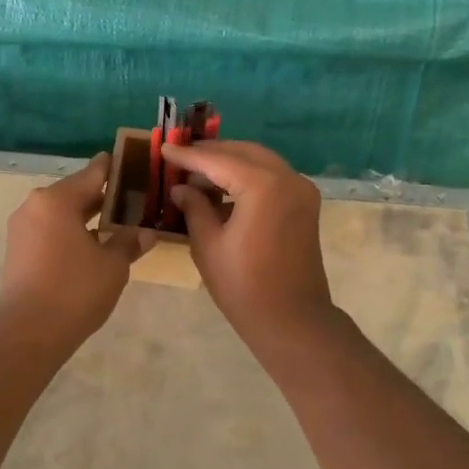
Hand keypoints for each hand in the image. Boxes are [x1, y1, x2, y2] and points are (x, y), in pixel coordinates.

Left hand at [0, 154, 145, 346]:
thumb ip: (128, 242)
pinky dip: (70, 232)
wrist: (27, 332)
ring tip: (116, 224)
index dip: (115, 167)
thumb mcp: (112, 265)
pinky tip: (91, 246)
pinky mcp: (17, 250)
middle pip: (75, 191)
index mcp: (57, 199)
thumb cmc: (74, 290)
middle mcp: (35, 205)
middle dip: (102, 196)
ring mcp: (22, 228)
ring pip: (61, 213)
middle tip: (133, 199)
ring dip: (86, 217)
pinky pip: (49, 230)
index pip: (93, 172)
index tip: (133, 162)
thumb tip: (145, 232)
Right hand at [163, 140, 334, 342]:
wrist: (293, 320)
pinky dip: (248, 176)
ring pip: (260, 161)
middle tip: (180, 156)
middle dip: (212, 152)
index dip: (188, 155)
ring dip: (230, 163)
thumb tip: (181, 188)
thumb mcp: (208, 245)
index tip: (164, 147)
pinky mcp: (305, 204)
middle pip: (244, 152)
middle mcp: (287, 178)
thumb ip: (194, 208)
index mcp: (263, 186)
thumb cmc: (244, 286)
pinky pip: (272, 177)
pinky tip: (223, 189)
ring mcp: (301, 190)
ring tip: (197, 172)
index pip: (218, 160)